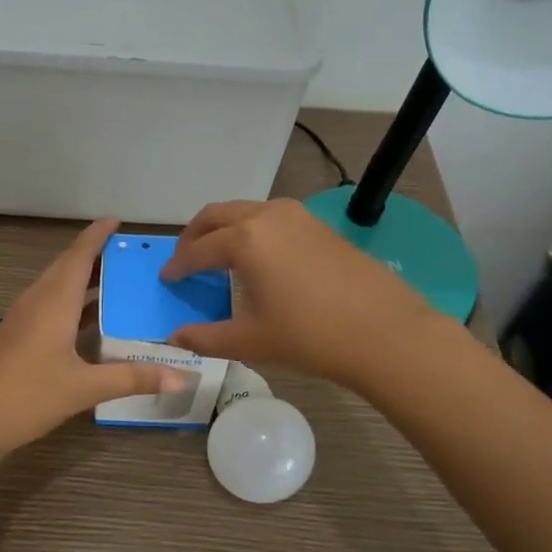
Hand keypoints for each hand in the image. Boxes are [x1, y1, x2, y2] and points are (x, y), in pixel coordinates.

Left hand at [0, 218, 186, 467]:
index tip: (117, 219)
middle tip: (129, 254)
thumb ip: (132, 379)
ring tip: (117, 281)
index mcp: (54, 301)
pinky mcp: (17, 337)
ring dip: (84, 280)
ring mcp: (23, 319)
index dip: (97, 235)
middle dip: (96, 256)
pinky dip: (74, 304)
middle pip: (67, 267)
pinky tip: (91, 322)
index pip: (79, 255)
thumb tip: (182, 378)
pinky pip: (50, 307)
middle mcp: (37, 301)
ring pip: (57, 287)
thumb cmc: (25, 395)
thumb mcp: (83, 388)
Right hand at [160, 199, 438, 386]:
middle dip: (194, 236)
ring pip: (244, 211)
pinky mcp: (318, 224)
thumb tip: (174, 337)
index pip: (197, 250)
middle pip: (216, 215)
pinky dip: (250, 230)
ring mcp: (297, 215)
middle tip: (184, 260)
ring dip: (223, 228)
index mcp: (244, 240)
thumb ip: (205, 337)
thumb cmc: (310, 336)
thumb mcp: (250, 340)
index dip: (177, 266)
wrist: (384, 331)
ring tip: (217, 256)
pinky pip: (270, 217)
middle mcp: (266, 216)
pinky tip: (257, 258)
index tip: (166, 279)